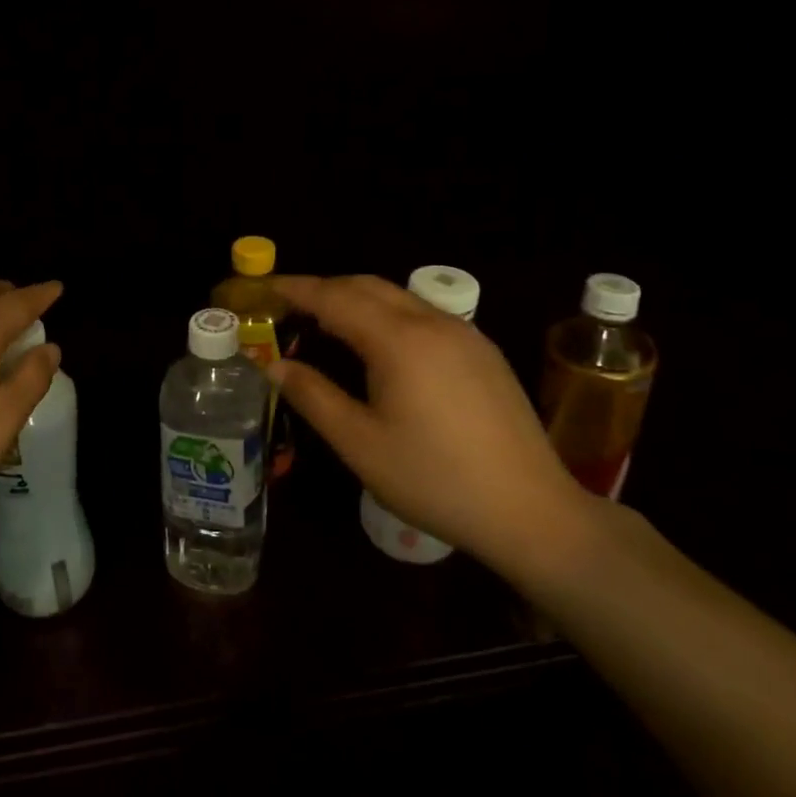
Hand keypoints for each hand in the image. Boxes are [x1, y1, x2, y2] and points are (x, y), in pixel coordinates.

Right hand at [268, 275, 591, 578]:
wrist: (530, 510)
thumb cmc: (434, 479)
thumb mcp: (360, 443)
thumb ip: (313, 396)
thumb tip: (275, 364)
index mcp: (399, 341)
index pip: (335, 297)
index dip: (296, 288)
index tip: (264, 287)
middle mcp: (433, 323)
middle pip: (367, 286)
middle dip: (325, 288)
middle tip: (289, 304)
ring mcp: (465, 335)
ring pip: (399, 297)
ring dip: (357, 299)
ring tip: (325, 320)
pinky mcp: (483, 352)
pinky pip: (423, 315)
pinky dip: (387, 314)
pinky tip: (379, 344)